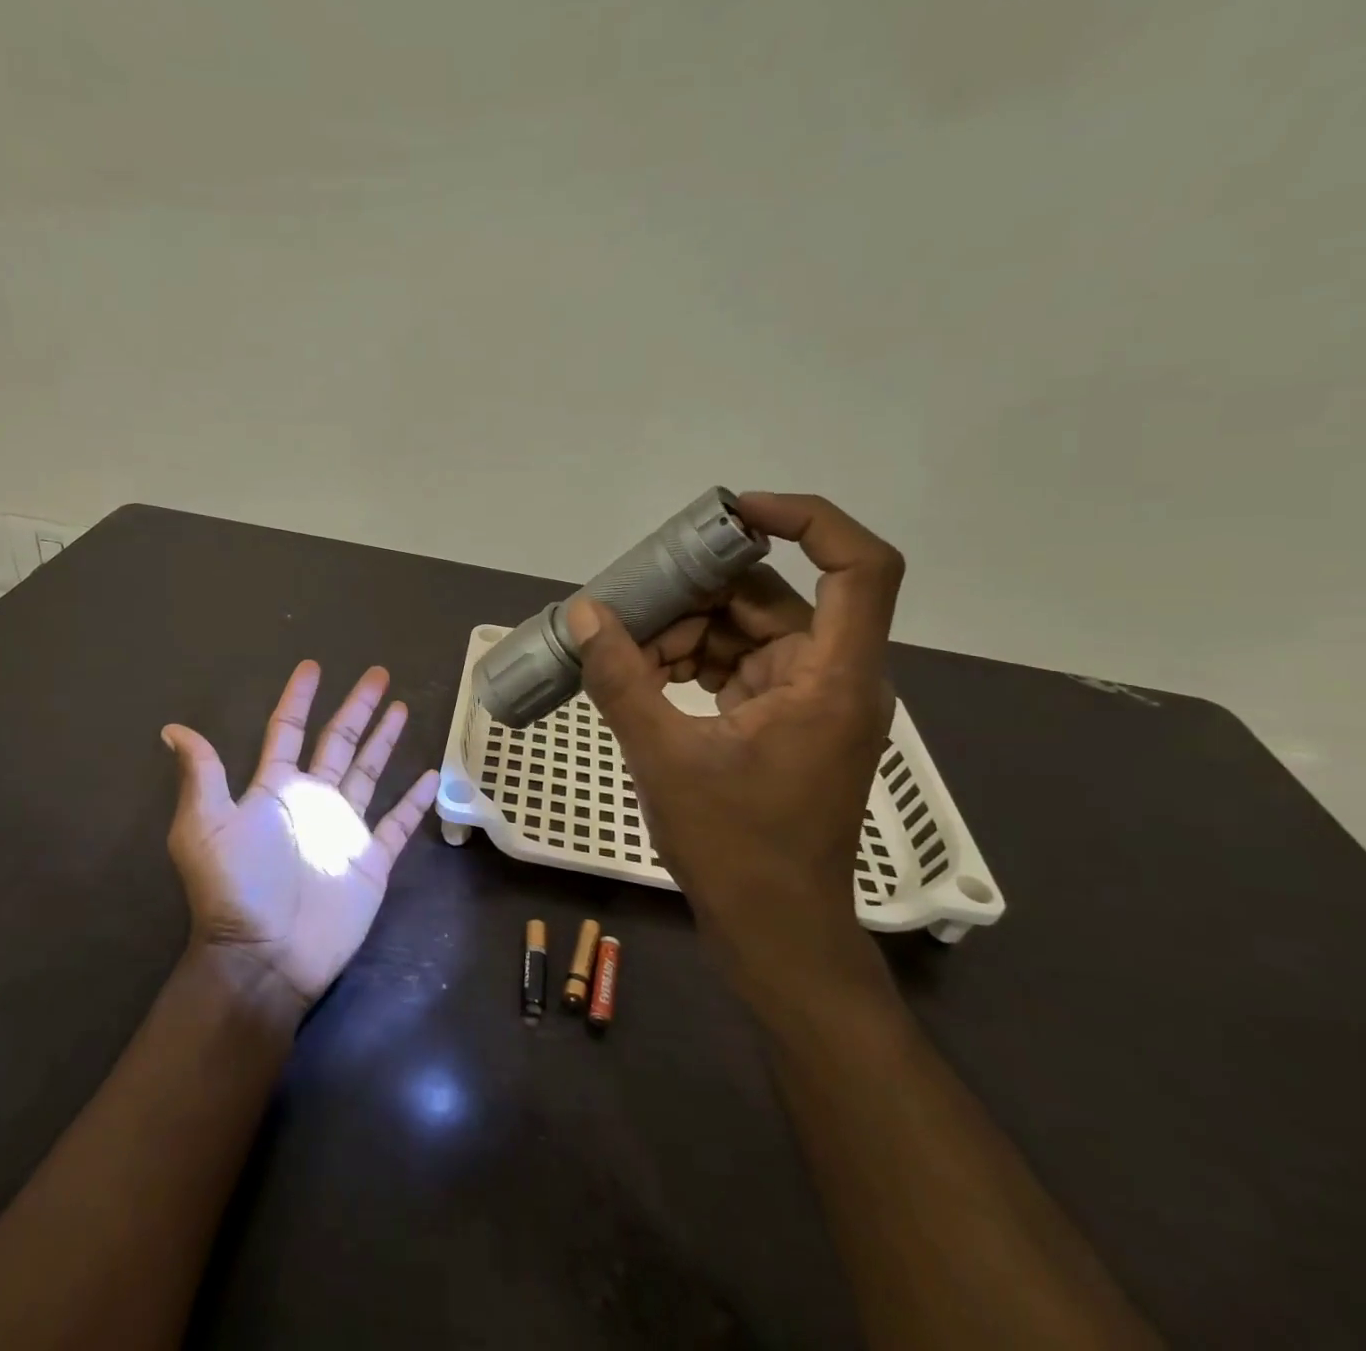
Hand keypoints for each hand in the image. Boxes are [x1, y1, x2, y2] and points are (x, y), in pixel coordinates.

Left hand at [160, 662, 438, 1009]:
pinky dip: (414, 801)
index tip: (312, 667)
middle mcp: (312, 799)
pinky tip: (430, 775)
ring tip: (401, 707)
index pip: (288, 730)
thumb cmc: (236, 888)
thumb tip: (173, 729)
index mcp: (275, 788)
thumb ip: (201, 775)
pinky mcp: (371, 858)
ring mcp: (344, 827)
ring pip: (370, 772)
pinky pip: (397, 823)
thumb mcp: (204, 827)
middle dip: (357, 707)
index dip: (299, 698)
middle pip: (338, 741)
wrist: (266, 956)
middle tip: (377, 674)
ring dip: (385, 740)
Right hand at [566, 492, 904, 1014]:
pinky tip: (645, 678)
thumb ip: (621, 678)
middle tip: (634, 601)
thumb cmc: (734, 847)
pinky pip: (741, 666)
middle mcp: (833, 678)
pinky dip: (695, 663)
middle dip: (701, 594)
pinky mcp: (786, 722)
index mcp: (831, 678)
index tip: (732, 514)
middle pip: (777, 598)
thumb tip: (585, 613)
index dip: (807, 519)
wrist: (774, 931)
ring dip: (688, 633)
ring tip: (627, 654)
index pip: (859, 567)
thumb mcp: (664, 755)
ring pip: (750, 632)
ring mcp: (811, 701)